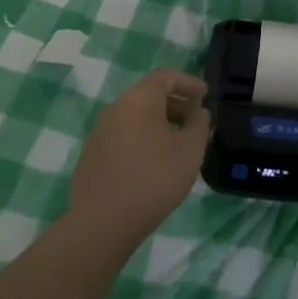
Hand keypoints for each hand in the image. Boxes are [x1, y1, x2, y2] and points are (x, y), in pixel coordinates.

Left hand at [66, 68, 211, 250]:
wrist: (102, 222)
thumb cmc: (154, 179)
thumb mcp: (189, 151)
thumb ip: (199, 125)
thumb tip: (198, 111)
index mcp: (139, 99)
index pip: (166, 76)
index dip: (188, 82)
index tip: (205, 95)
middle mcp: (116, 107)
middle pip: (149, 95)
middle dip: (175, 104)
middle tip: (195, 122)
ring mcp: (100, 131)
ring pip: (135, 116)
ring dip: (159, 122)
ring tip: (178, 144)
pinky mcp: (92, 154)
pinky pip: (123, 135)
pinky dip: (142, 138)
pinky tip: (153, 162)